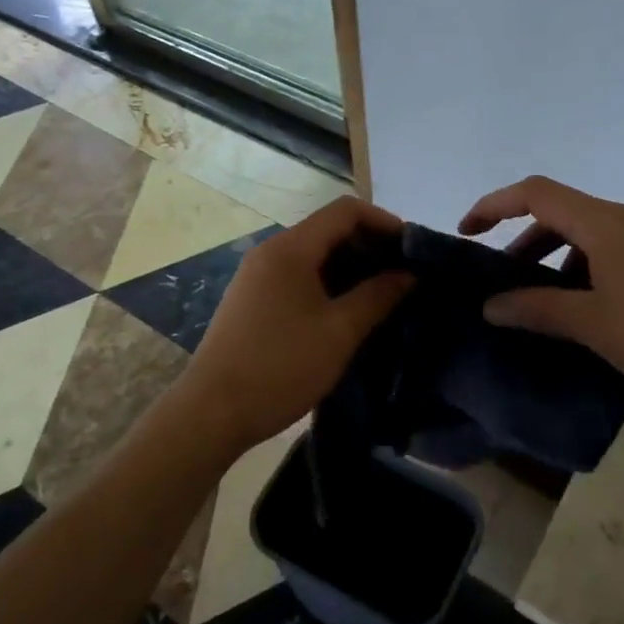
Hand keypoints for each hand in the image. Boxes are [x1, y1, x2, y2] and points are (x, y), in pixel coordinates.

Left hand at [184, 197, 414, 454]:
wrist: (210, 413)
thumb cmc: (281, 367)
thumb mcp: (339, 332)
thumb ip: (378, 296)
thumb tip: (409, 274)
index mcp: (291, 248)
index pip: (346, 211)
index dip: (384, 222)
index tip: (412, 249)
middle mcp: (272, 251)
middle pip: (329, 229)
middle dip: (370, 245)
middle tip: (403, 275)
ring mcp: (258, 274)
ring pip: (314, 253)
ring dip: (350, 266)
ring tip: (382, 294)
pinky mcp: (253, 297)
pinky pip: (298, 274)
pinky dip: (328, 281)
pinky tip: (347, 310)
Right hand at [460, 176, 623, 453]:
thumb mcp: (593, 326)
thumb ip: (536, 308)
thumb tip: (490, 306)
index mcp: (610, 223)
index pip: (538, 193)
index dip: (495, 205)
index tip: (468, 231)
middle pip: (566, 213)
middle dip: (528, 242)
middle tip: (507, 282)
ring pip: (595, 232)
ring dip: (563, 257)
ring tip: (551, 302)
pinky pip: (622, 246)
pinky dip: (594, 264)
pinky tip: (596, 304)